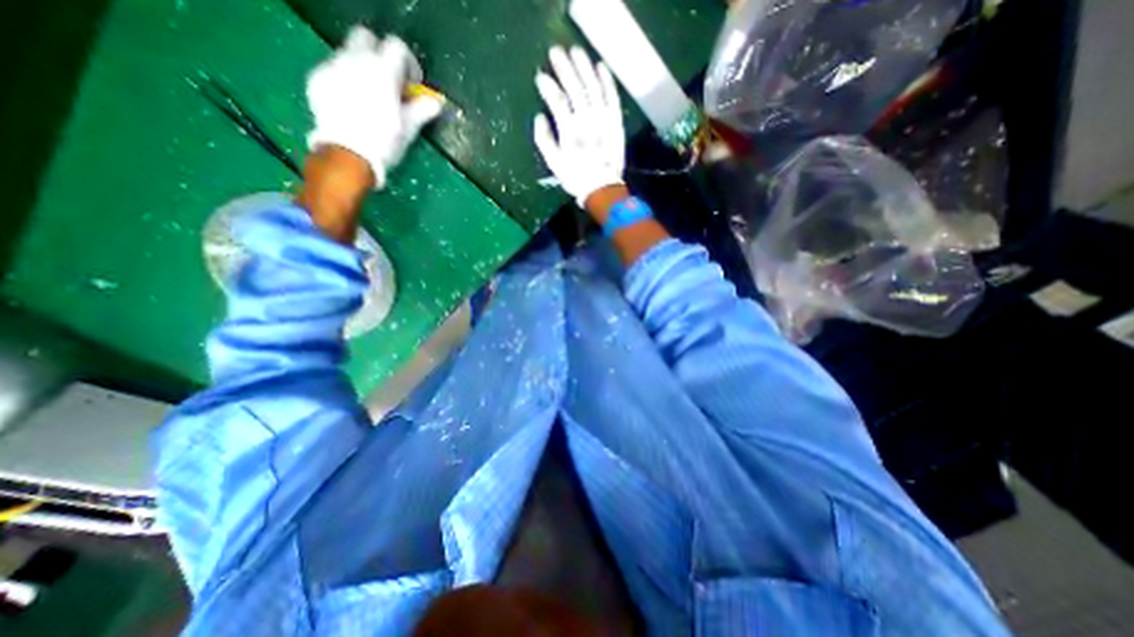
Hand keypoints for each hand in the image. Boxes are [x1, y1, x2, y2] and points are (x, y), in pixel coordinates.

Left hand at [306, 25, 442, 187]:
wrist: (348, 154)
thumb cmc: (384, 141)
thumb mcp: (408, 128)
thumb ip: (422, 110)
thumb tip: (436, 103)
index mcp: (382, 70)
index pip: (397, 46)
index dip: (408, 63)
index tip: (412, 83)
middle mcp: (355, 59)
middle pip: (366, 38)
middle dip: (379, 54)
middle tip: (388, 81)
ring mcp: (333, 66)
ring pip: (348, 53)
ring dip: (361, 68)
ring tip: (369, 96)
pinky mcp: (318, 78)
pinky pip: (333, 70)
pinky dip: (345, 80)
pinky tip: (351, 104)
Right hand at [535, 46, 622, 211]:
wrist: (603, 188)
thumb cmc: (575, 177)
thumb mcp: (553, 163)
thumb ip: (544, 139)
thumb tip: (539, 116)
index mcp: (569, 131)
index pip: (556, 100)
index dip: (547, 86)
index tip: (540, 77)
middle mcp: (586, 120)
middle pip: (574, 87)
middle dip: (564, 68)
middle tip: (555, 52)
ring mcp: (603, 119)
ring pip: (593, 87)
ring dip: (584, 67)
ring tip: (576, 51)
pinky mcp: (616, 121)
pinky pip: (612, 96)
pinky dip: (607, 80)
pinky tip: (601, 67)